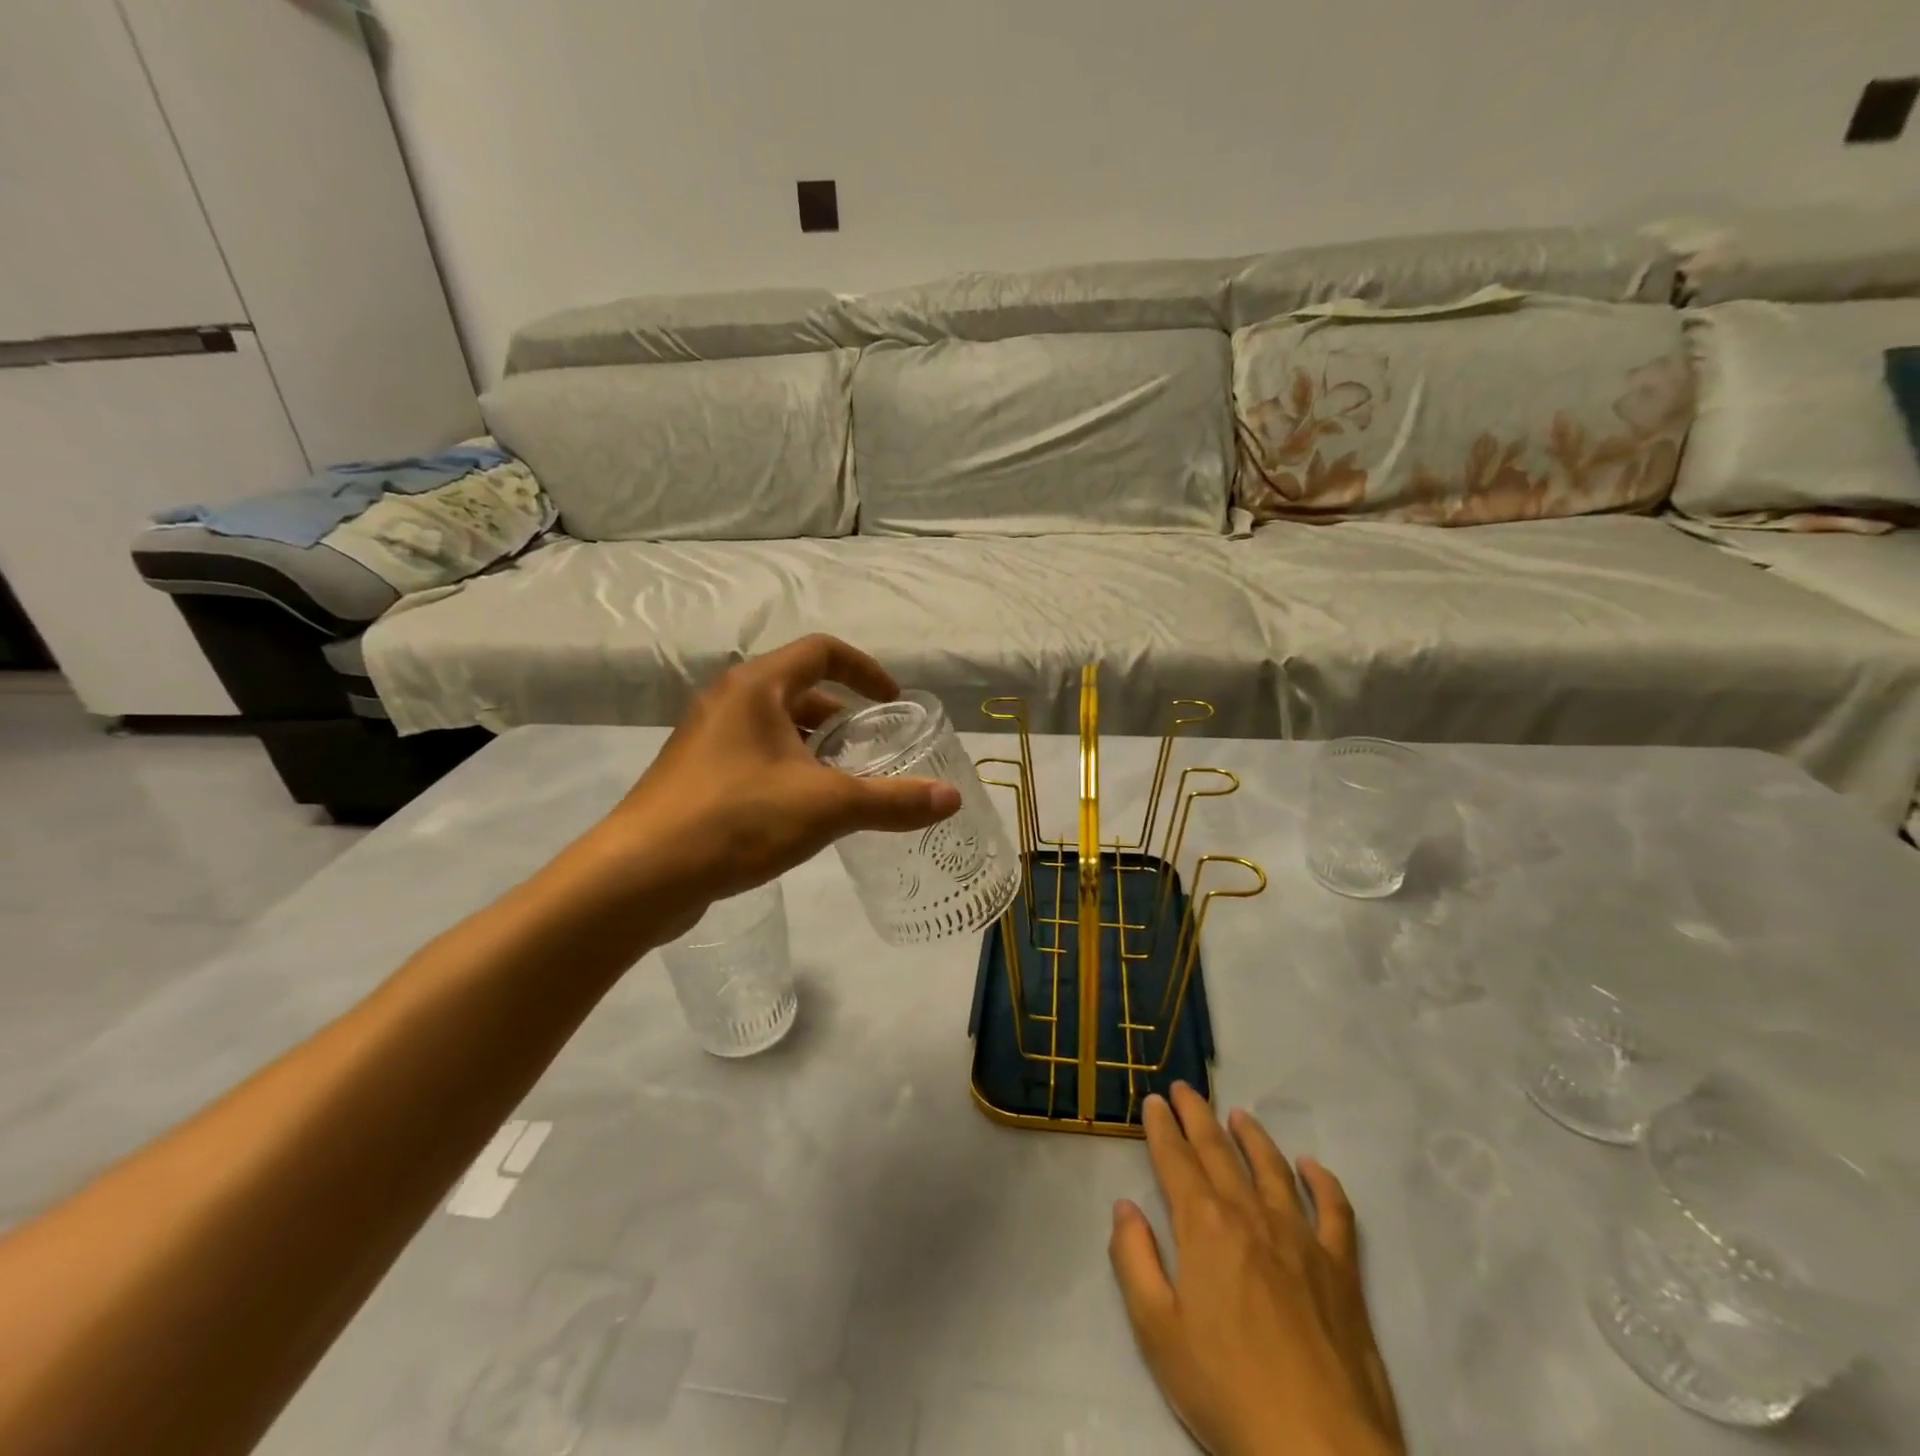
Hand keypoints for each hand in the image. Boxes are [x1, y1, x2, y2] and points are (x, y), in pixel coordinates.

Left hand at [598, 635, 959, 928]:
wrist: (640, 875)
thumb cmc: (737, 820)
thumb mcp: (827, 806)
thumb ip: (893, 800)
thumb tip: (952, 799)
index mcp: (757, 688)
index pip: (822, 651)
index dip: (865, 670)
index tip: (892, 703)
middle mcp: (727, 702)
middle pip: (798, 690)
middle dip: (841, 717)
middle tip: (872, 750)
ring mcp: (704, 740)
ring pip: (774, 728)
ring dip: (813, 746)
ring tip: (843, 783)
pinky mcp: (693, 777)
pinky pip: (753, 757)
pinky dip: (786, 769)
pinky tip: (800, 812)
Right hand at [1110, 1085, 1403, 1455]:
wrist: (1321, 1451)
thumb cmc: (1226, 1391)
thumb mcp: (1157, 1331)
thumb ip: (1134, 1260)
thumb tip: (1125, 1206)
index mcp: (1204, 1226)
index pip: (1176, 1160)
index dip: (1162, 1128)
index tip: (1154, 1100)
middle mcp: (1250, 1215)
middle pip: (1219, 1151)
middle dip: (1197, 1116)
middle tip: (1184, 1088)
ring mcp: (1301, 1239)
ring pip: (1272, 1168)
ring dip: (1252, 1136)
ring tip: (1238, 1115)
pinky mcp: (1341, 1270)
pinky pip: (1334, 1211)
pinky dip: (1323, 1182)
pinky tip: (1312, 1167)